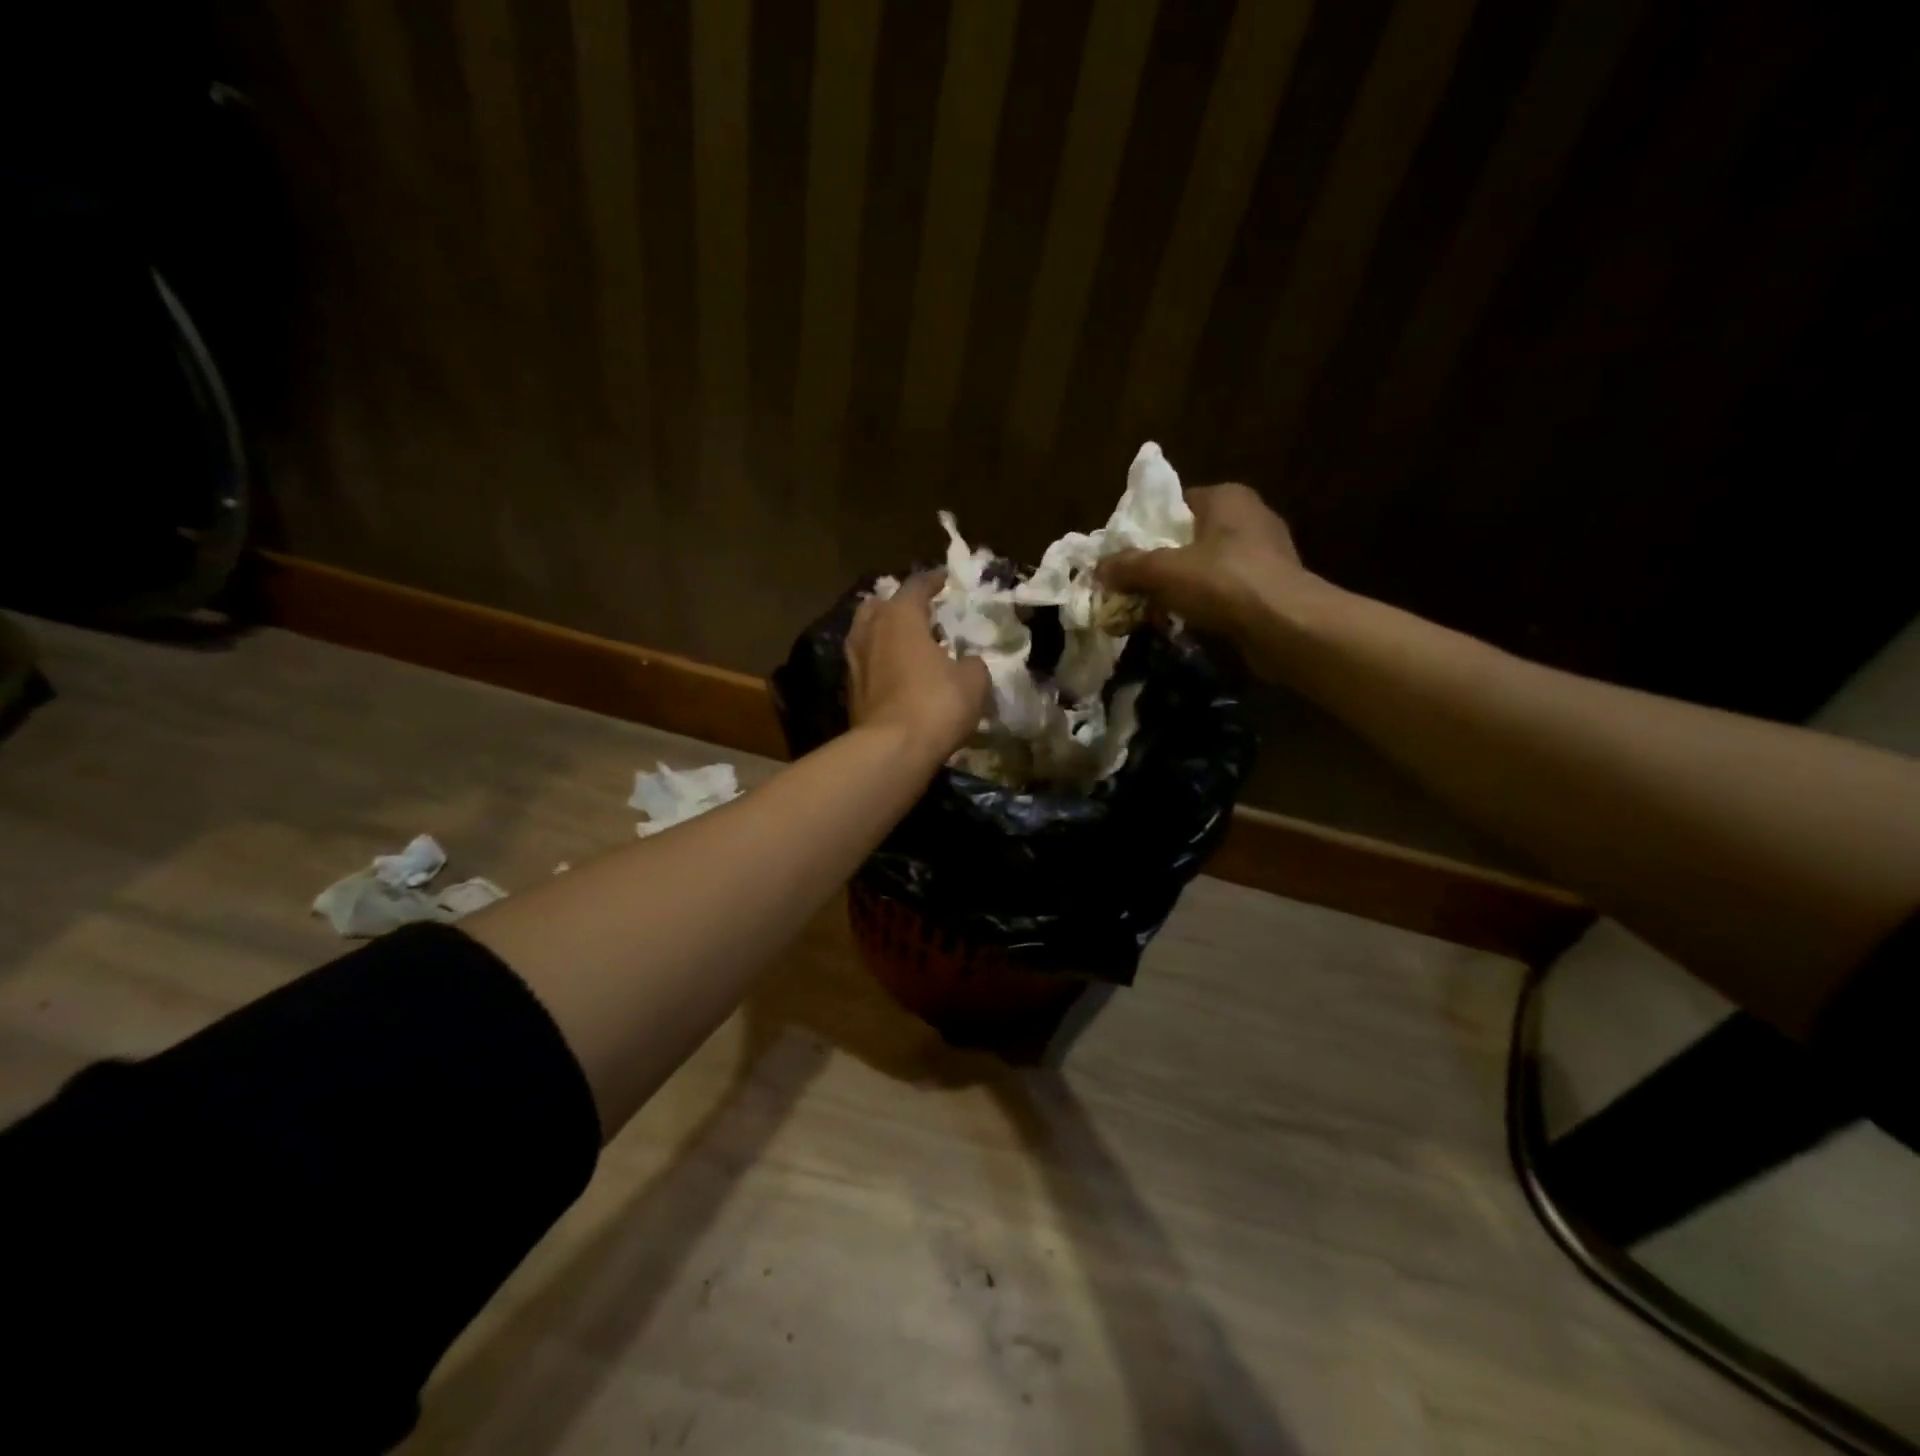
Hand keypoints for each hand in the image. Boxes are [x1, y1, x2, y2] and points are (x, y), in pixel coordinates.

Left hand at [846, 572, 990, 759]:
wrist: (892, 750)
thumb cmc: (936, 704)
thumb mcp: (973, 681)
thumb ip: (973, 663)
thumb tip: (969, 662)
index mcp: (900, 617)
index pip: (916, 586)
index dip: (933, 581)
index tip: (945, 580)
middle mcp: (870, 631)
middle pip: (880, 605)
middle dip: (898, 604)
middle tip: (920, 612)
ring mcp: (855, 662)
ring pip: (866, 633)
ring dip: (884, 632)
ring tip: (905, 641)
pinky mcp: (850, 691)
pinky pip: (866, 663)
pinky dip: (880, 661)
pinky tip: (896, 671)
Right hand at [1097, 483, 1312, 640]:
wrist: (1285, 627)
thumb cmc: (1223, 582)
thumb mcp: (1163, 571)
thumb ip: (1128, 566)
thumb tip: (1099, 568)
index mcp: (1227, 497)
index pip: (1177, 503)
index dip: (1148, 527)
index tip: (1126, 553)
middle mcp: (1251, 518)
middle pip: (1191, 537)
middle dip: (1162, 562)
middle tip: (1134, 585)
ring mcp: (1267, 554)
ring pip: (1208, 567)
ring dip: (1183, 587)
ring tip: (1154, 609)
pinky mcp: (1273, 588)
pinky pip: (1226, 592)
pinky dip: (1206, 605)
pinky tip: (1186, 623)